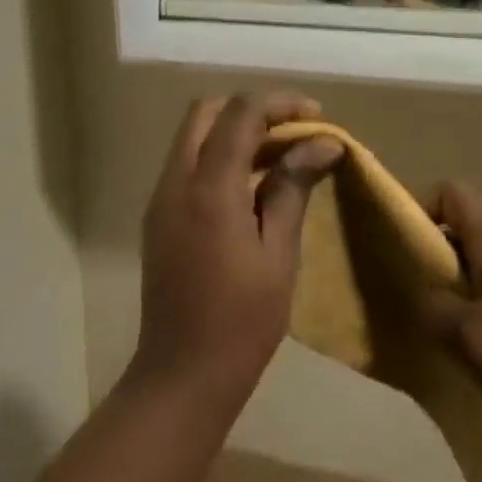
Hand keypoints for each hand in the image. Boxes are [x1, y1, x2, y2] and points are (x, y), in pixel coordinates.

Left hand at [129, 93, 344, 414]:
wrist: (180, 377)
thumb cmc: (241, 322)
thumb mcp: (278, 254)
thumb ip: (293, 188)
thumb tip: (322, 144)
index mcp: (208, 189)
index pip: (240, 114)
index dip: (279, 104)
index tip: (316, 117)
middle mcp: (176, 182)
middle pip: (207, 112)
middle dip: (252, 110)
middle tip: (294, 131)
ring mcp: (161, 199)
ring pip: (194, 136)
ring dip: (235, 131)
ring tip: (282, 154)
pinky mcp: (159, 217)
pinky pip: (188, 163)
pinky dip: (219, 155)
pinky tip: (253, 182)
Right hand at [422, 183, 481, 481]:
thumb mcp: (478, 339)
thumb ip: (436, 311)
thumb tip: (416, 296)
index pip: (453, 194)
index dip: (418, 206)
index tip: (391, 244)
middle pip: (462, 240)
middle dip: (427, 263)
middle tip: (395, 299)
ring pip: (480, 285)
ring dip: (451, 306)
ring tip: (423, 342)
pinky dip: (478, 338)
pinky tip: (465, 374)